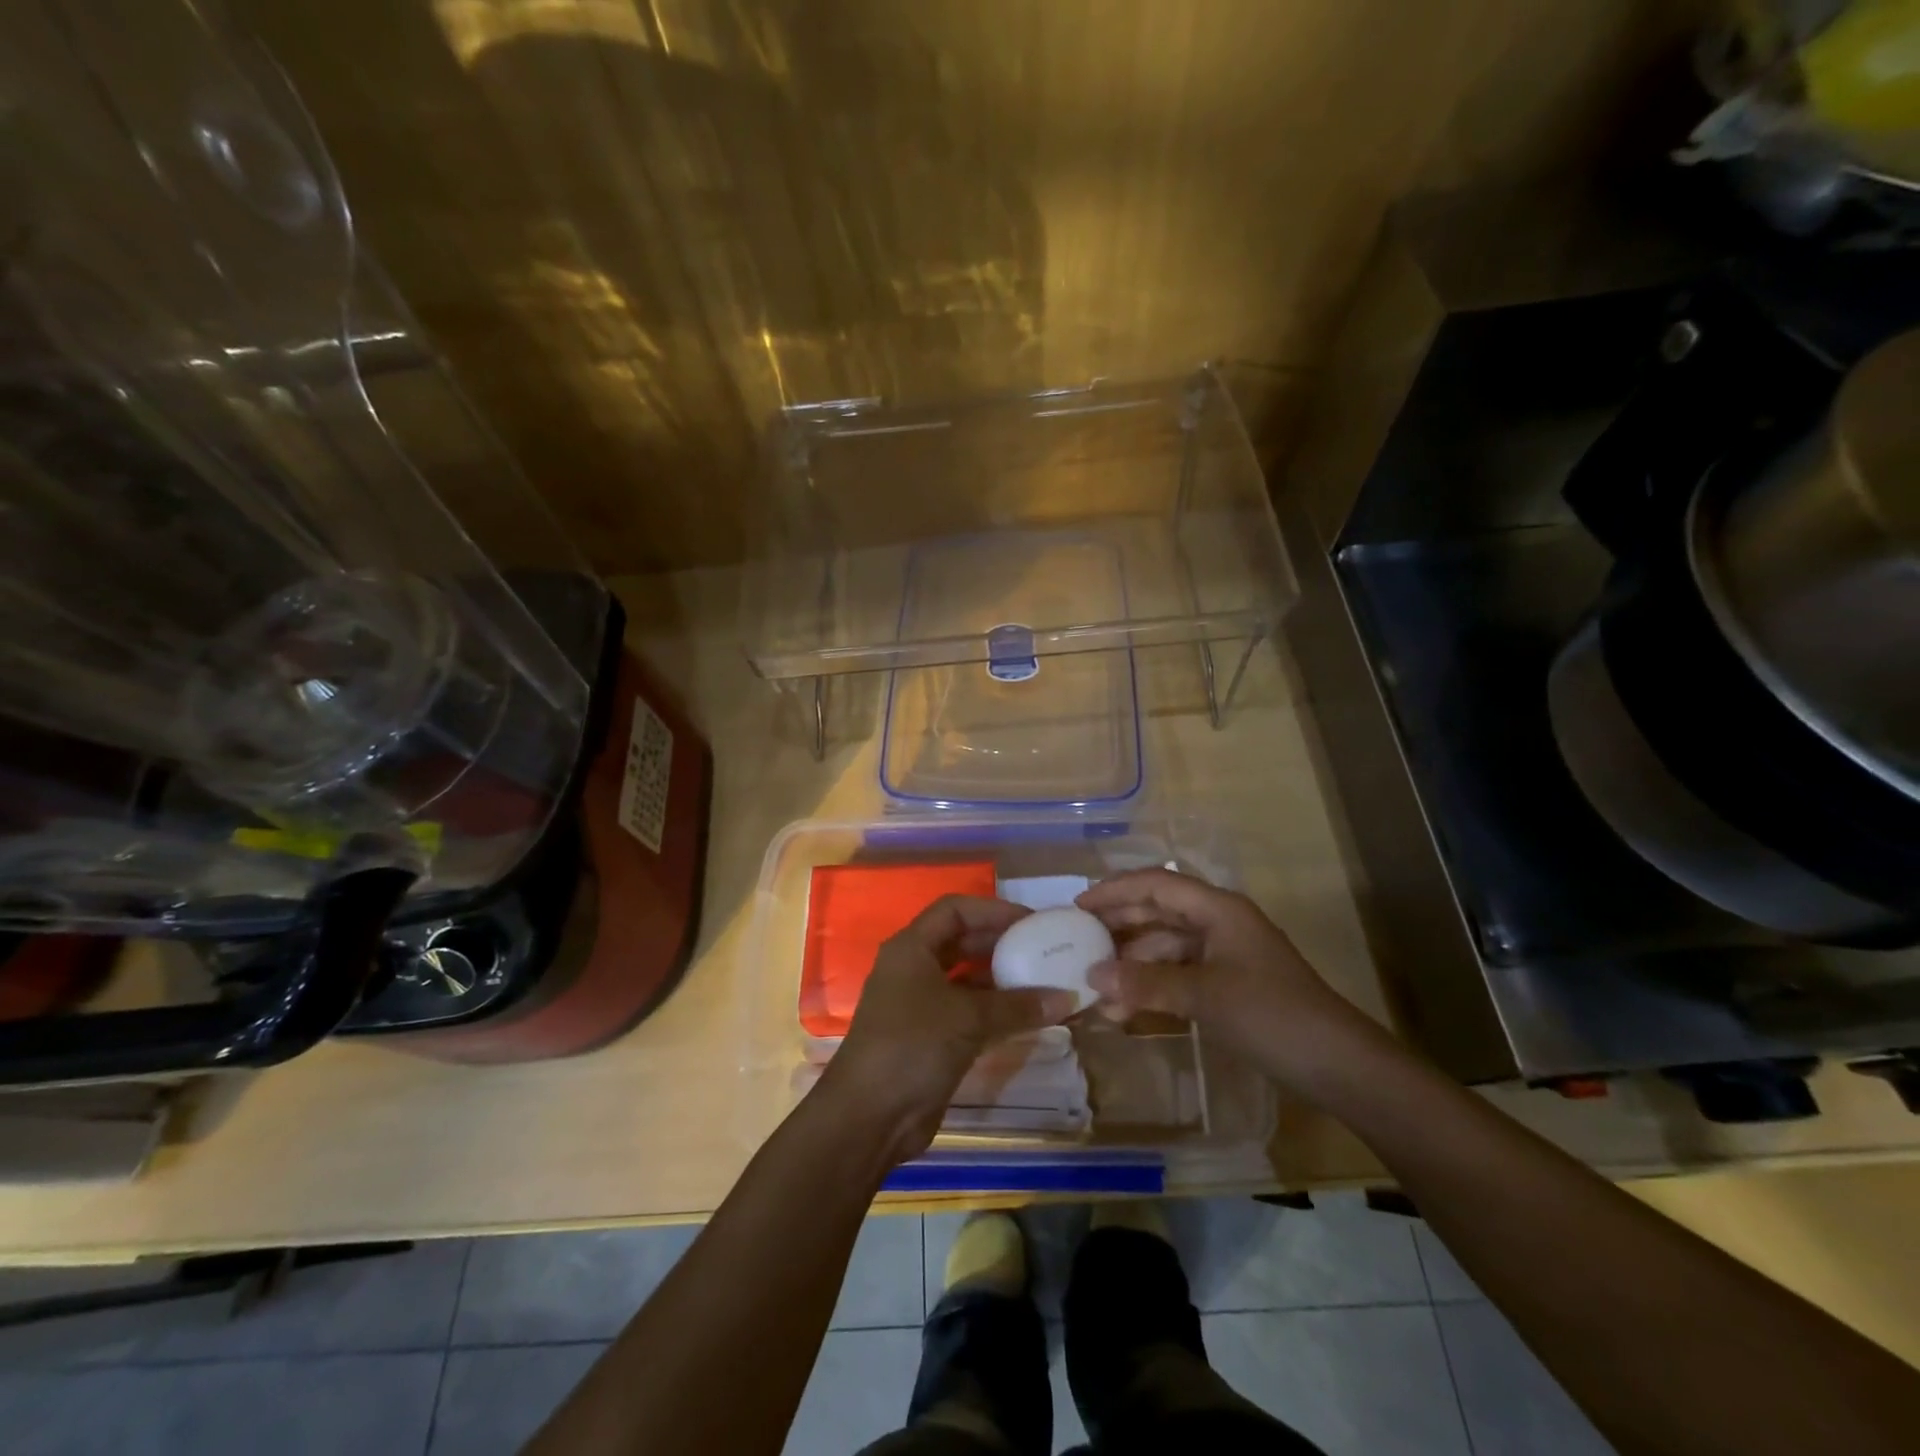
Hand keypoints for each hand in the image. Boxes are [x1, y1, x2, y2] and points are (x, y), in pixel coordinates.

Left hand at [824, 895, 1077, 1161]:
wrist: (870, 1117)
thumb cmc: (913, 1047)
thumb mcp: (968, 1018)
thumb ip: (1018, 1005)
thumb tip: (1068, 998)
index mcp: (911, 948)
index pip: (955, 909)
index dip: (993, 910)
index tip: (1031, 923)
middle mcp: (914, 968)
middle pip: (962, 941)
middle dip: (1001, 943)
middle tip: (1043, 951)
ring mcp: (920, 1004)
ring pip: (967, 979)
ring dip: (1002, 980)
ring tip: (1043, 982)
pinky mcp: (930, 1036)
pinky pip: (969, 1011)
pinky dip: (996, 1010)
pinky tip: (1028, 1017)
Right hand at [1076, 868, 1373, 1088]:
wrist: (1338, 1066)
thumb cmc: (1271, 1015)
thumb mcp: (1204, 995)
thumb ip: (1145, 983)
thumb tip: (1092, 976)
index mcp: (1218, 909)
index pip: (1155, 885)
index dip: (1114, 890)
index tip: (1076, 906)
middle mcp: (1219, 924)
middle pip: (1158, 912)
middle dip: (1118, 927)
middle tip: (1077, 942)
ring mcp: (1224, 956)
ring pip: (1166, 947)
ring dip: (1132, 966)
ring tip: (1097, 991)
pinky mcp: (1228, 986)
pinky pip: (1178, 974)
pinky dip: (1152, 987)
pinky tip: (1126, 1010)